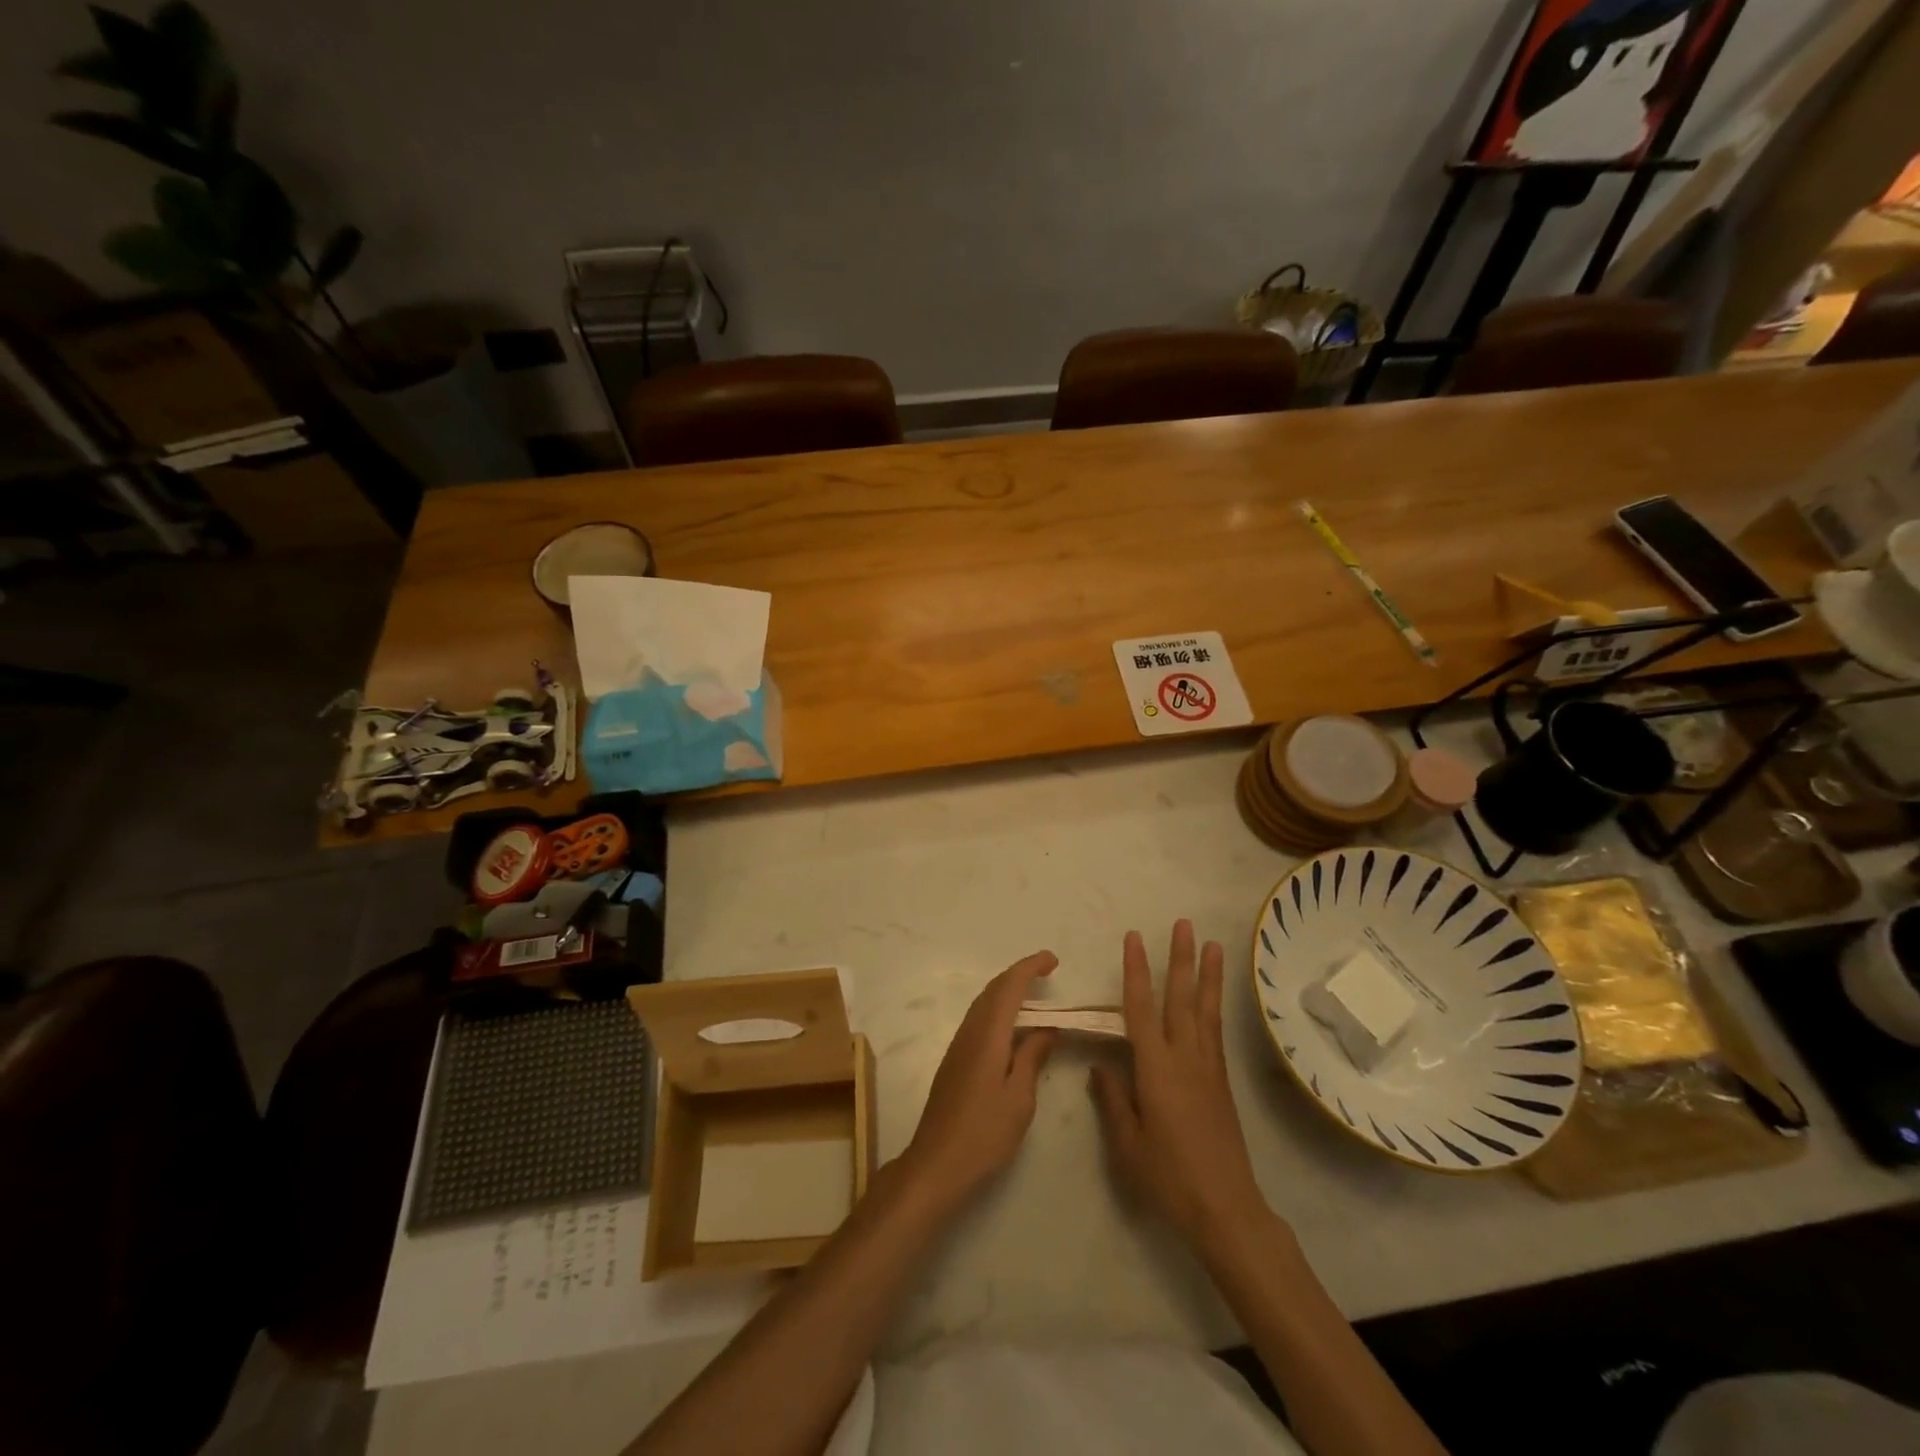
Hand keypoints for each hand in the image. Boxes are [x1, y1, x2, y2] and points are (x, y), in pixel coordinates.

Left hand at [900, 952, 1058, 1209]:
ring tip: (1034, 993)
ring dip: (1007, 990)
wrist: (936, 1163)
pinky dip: (998, 1009)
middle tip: (1047, 970)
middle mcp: (969, 1032)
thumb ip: (1033, 1057)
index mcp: (988, 1036)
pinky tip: (1012, 1026)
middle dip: (1019, 973)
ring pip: (984, 1003)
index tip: (1053, 960)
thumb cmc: (984, 1134)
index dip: (1030, 968)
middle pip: (993, 990)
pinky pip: (979, 1019)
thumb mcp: (1019, 1098)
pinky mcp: (955, 1060)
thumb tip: (1047, 1028)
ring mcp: (958, 1046)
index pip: (1009, 987)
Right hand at [1089, 922, 1274, 1254]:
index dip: (1135, 972)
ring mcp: (1208, 1068)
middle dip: (1180, 959)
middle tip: (1183, 924)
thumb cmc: (1169, 1178)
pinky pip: (1215, 1032)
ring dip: (1206, 975)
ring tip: (1212, 945)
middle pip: (1180, 999)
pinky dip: (1213, 1006)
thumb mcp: (1128, 1144)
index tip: (1134, 938)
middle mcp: (1185, 1059)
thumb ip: (1113, 1100)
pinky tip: (1212, 997)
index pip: (1141, 1009)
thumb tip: (1102, 1066)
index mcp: (1156, 1069)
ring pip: (1204, 1011)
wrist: (1225, 1209)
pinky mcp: (1221, 1082)